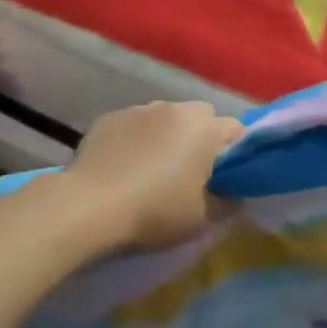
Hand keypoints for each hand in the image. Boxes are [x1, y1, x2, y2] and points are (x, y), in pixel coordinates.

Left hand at [65, 100, 246, 249]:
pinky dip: (137, 139)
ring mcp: (139, 109)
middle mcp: (175, 108)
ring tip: (153, 169)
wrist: (89, 205)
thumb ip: (227, 203)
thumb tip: (235, 195)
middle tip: (192, 172)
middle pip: (201, 117)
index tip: (227, 176)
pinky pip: (135, 125)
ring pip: (166, 118)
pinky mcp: (110, 117)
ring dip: (168, 136)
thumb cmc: (155, 211)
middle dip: (202, 138)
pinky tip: (125, 166)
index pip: (236, 130)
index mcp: (204, 128)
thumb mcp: (201, 219)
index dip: (236, 152)